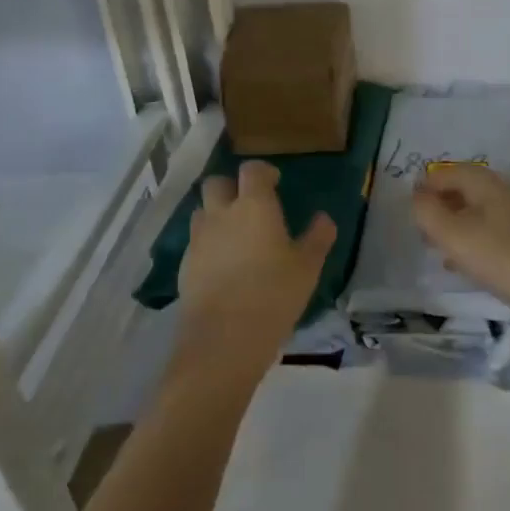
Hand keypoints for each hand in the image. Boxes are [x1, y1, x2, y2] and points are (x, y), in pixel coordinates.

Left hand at [170, 162, 335, 397]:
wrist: (223, 340)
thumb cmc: (274, 295)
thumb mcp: (307, 268)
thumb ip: (318, 237)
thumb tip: (324, 218)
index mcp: (253, 206)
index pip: (252, 170)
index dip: (263, 171)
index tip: (275, 182)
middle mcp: (221, 214)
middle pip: (216, 183)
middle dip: (232, 187)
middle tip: (250, 205)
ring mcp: (198, 240)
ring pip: (202, 212)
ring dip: (216, 214)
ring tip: (236, 235)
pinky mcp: (185, 265)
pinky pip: (196, 242)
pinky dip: (209, 244)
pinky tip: (223, 266)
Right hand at [410, 164, 509, 331]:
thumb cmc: (499, 256)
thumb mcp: (453, 234)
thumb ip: (427, 212)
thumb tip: (416, 196)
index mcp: (483, 182)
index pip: (445, 172)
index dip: (423, 188)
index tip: (408, 211)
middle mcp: (499, 192)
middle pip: (460, 190)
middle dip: (437, 206)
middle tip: (419, 230)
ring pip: (473, 213)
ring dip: (451, 226)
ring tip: (434, 248)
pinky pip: (486, 234)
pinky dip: (468, 243)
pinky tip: (458, 264)